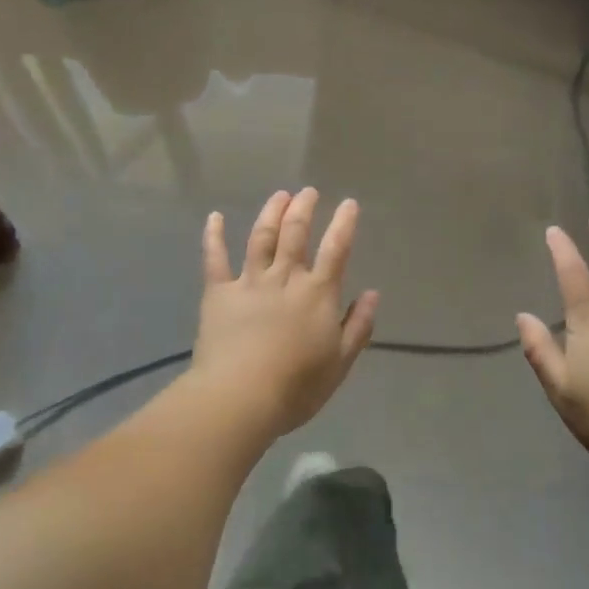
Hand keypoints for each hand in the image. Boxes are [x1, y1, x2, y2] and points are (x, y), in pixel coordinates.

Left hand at [191, 189, 379, 435]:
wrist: (240, 397)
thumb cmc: (297, 386)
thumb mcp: (340, 362)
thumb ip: (358, 326)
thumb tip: (373, 294)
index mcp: (318, 293)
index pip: (336, 249)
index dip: (344, 224)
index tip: (349, 203)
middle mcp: (285, 278)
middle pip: (295, 233)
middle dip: (303, 208)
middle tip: (308, 192)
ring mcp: (249, 282)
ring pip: (261, 237)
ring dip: (271, 212)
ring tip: (280, 195)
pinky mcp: (218, 293)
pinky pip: (215, 258)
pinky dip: (214, 235)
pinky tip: (215, 217)